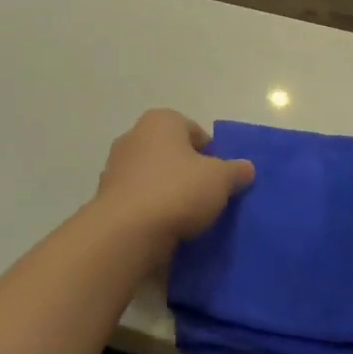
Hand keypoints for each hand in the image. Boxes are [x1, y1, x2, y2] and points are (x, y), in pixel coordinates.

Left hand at [91, 110, 254, 253]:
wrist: (126, 232)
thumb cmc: (177, 191)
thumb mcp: (220, 179)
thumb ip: (235, 171)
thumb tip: (246, 168)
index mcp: (161, 121)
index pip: (194, 131)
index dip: (212, 154)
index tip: (221, 179)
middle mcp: (134, 136)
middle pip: (172, 153)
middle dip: (188, 172)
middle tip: (206, 197)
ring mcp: (116, 167)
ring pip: (153, 176)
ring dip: (168, 192)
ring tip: (187, 217)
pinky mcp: (106, 197)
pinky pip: (138, 199)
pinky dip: (151, 210)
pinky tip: (165, 229)